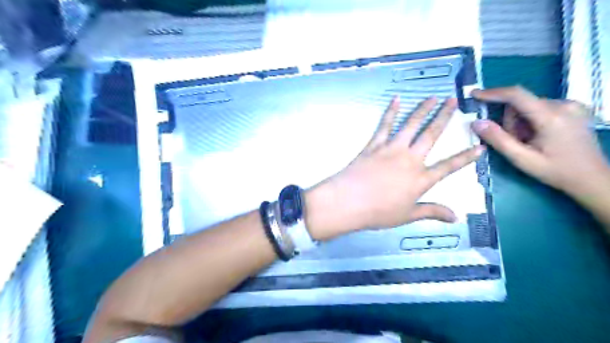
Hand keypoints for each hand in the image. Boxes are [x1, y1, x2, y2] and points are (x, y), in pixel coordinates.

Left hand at [305, 95, 486, 240]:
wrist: (349, 201)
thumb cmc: (378, 212)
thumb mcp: (407, 216)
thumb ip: (432, 212)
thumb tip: (456, 217)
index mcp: (420, 179)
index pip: (449, 166)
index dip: (466, 157)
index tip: (481, 146)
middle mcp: (410, 159)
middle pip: (431, 135)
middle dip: (444, 117)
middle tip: (454, 101)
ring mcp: (391, 149)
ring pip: (411, 125)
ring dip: (423, 110)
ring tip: (433, 97)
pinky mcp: (374, 145)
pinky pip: (385, 125)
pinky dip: (391, 111)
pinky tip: (396, 99)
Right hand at [471, 84, 609, 200]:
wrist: (592, 178)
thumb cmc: (556, 171)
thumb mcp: (522, 159)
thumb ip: (498, 140)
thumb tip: (476, 123)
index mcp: (551, 117)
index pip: (516, 95)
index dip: (492, 93)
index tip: (474, 94)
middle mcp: (564, 104)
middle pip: (521, 104)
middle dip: (510, 121)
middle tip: (516, 142)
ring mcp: (572, 105)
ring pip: (529, 106)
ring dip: (521, 123)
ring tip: (529, 142)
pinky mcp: (574, 108)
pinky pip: (540, 108)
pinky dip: (532, 121)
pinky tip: (539, 136)